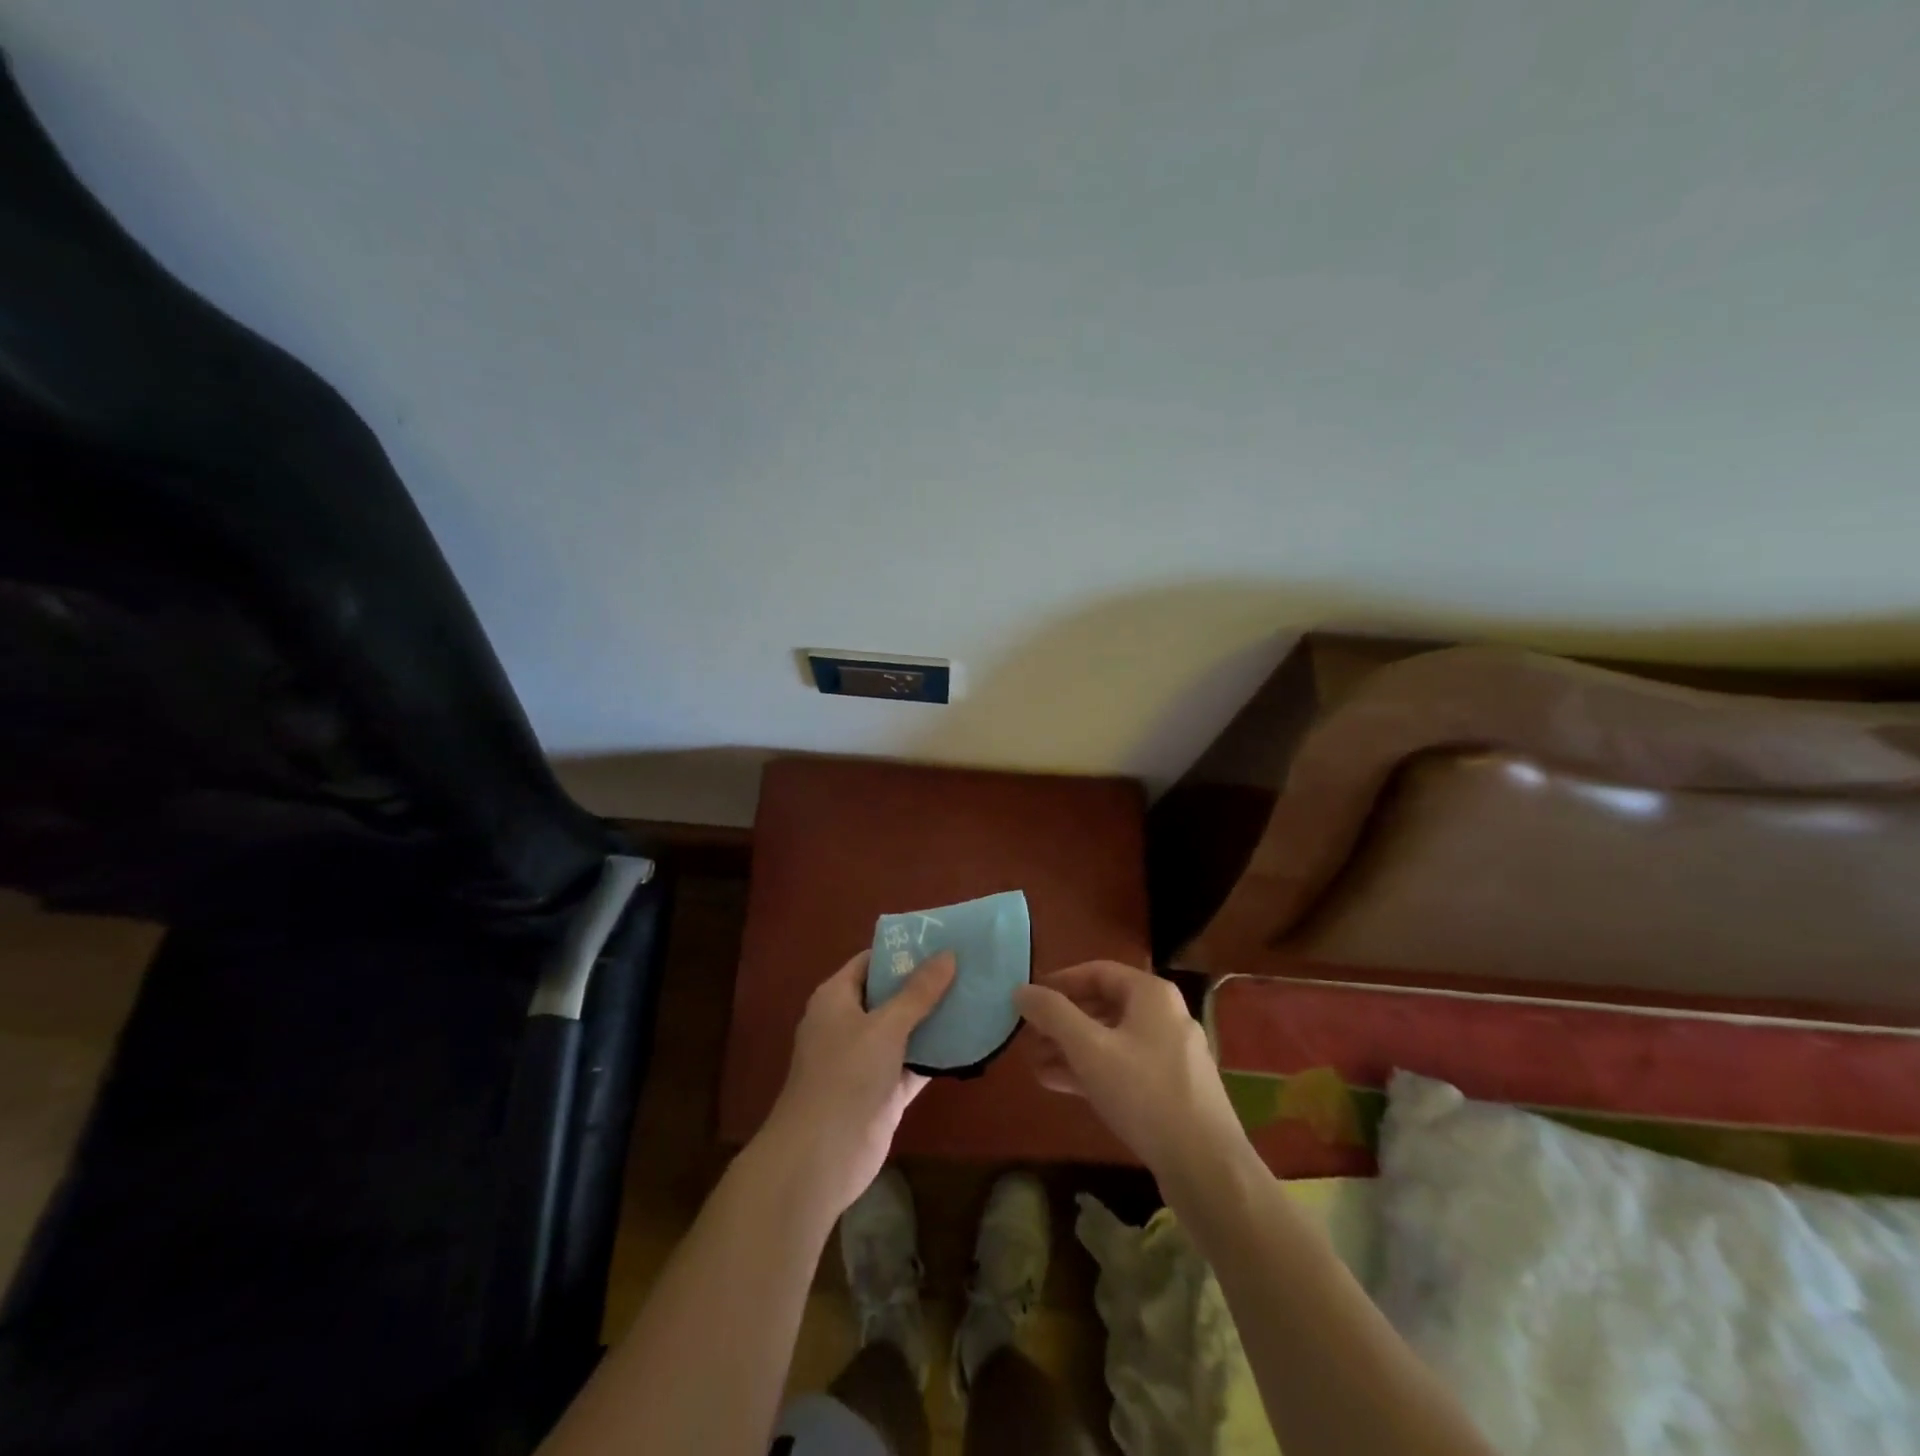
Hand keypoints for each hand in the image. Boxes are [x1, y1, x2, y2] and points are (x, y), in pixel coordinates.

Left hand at [758, 949, 955, 1220]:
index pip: (871, 962)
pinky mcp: (884, 1091)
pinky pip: (914, 1063)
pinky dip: (937, 1054)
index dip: (903, 951)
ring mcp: (867, 1060)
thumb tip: (948, 954)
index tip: (942, 940)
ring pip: (906, 1030)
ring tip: (976, 995)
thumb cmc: (846, 1076)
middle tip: (968, 965)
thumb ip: (918, 992)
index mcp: (836, 998)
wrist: (821, 1157)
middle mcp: (849, 1023)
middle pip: (891, 994)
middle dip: (926, 983)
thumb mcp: (885, 1026)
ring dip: (935, 1018)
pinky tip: (970, 1040)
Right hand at [1014, 960, 1243, 1183]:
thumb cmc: (1144, 1094)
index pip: (1097, 971)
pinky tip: (1060, 1084)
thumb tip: (1021, 990)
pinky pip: (1123, 1067)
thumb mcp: (1090, 1049)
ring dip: (1071, 1048)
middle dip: (1062, 1021)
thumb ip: (1053, 1015)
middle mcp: (1165, 1016)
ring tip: (1034, 1063)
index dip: (1059, 982)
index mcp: (1151, 994)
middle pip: (1103, 1005)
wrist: (1207, 1168)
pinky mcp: (1171, 1089)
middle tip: (1028, 1036)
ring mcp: (1170, 1054)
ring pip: (1111, 1040)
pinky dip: (1092, 1070)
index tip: (1029, 999)